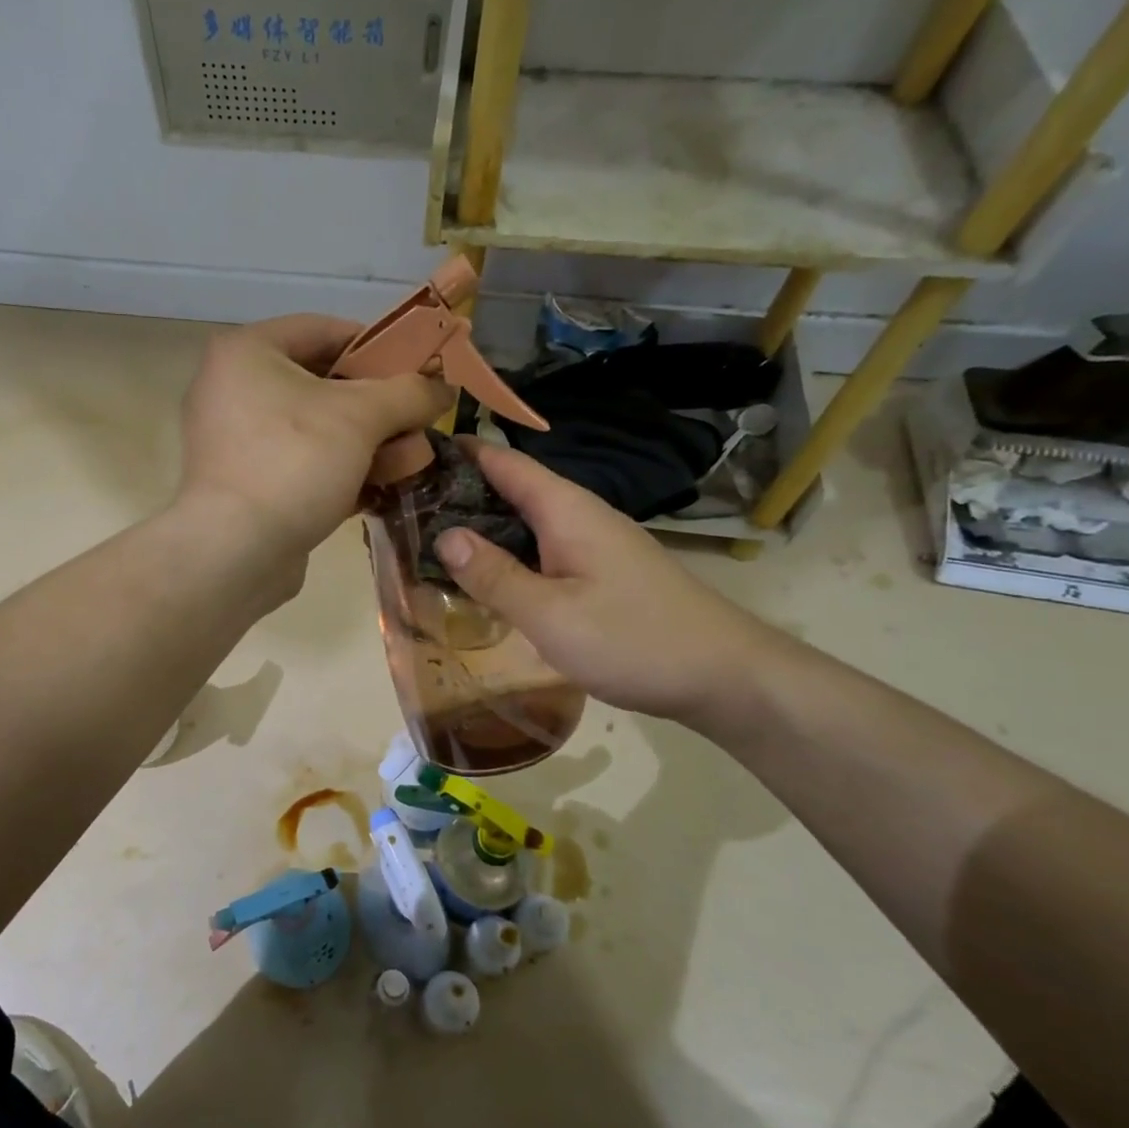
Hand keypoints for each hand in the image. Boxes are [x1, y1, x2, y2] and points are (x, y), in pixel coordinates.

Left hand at [179, 313, 453, 559]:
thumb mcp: (362, 417)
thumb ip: (408, 393)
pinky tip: (378, 490)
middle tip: (417, 424)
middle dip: (378, 408)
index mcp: (247, 352)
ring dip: (367, 445)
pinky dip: (339, 473)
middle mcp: (232, 389)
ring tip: (409, 463)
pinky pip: (300, 465)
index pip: (323, 330)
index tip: (415, 368)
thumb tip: (443, 389)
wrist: (235, 553)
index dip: (376, 346)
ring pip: (315, 430)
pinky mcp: (244, 485)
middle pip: (322, 384)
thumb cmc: (294, 462)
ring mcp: (235, 441)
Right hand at [434, 440, 784, 723]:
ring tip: (429, 542)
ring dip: (481, 528)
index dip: (460, 452)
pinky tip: (485, 579)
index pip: (505, 462)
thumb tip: (443, 535)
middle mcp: (579, 517)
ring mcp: (593, 545)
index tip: (411, 453)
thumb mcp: (550, 613)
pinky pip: (541, 551)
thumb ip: (494, 576)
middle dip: (460, 494)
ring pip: (525, 524)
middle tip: (405, 509)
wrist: (723, 675)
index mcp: (566, 510)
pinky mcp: (600, 574)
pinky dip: (507, 556)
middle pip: (511, 491)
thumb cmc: (632, 639)